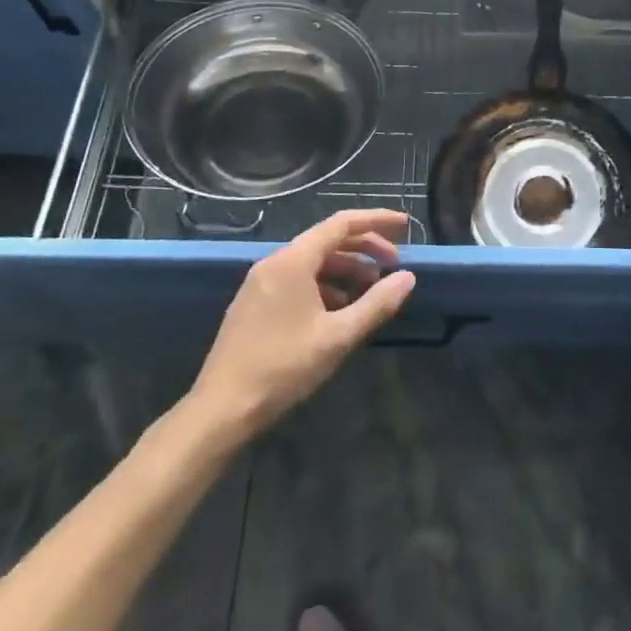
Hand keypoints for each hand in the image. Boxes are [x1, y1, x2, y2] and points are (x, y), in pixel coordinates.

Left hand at [192, 210, 415, 439]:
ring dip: (345, 269)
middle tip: (394, 263)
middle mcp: (274, 262)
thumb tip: (408, 278)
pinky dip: (325, 285)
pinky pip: (297, 280)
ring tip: (372, 289)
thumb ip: (376, 304)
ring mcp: (260, 283)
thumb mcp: (338, 337)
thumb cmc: (284, 367)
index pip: (341, 224)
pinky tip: (339, 309)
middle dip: (364, 248)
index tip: (405, 225)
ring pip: (312, 262)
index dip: (375, 220)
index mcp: (293, 261)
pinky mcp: (254, 304)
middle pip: (327, 240)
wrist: (222, 409)